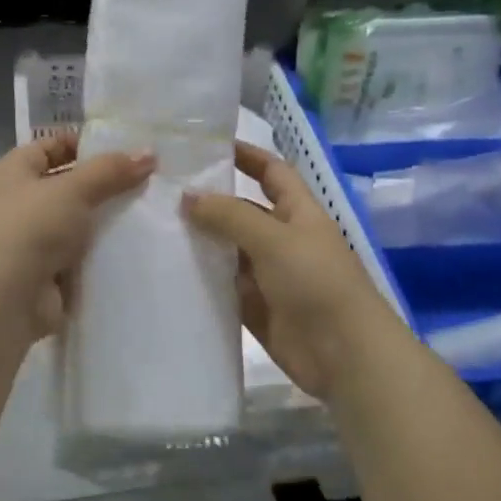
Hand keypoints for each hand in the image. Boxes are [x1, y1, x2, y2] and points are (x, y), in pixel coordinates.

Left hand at [0, 133, 154, 352]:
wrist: (2, 302)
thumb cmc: (29, 229)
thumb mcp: (73, 189)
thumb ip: (110, 170)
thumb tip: (148, 153)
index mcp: (11, 173)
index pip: (50, 147)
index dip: (84, 145)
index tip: (126, 149)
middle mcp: (16, 204)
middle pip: (67, 186)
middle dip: (103, 185)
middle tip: (148, 180)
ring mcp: (30, 242)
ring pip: (76, 223)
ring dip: (105, 221)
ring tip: (150, 212)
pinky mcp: (45, 275)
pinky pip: (79, 256)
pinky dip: (100, 253)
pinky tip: (135, 247)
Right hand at [183, 142, 404, 398]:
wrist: (344, 354)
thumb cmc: (316, 282)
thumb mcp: (273, 239)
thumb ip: (230, 216)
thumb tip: (187, 196)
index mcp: (298, 212)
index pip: (271, 171)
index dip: (246, 155)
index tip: (207, 146)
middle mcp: (283, 239)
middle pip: (242, 212)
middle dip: (209, 202)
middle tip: (162, 193)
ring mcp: (269, 275)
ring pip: (229, 251)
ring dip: (201, 243)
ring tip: (155, 229)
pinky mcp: (256, 308)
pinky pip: (224, 288)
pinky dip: (203, 280)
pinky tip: (169, 272)